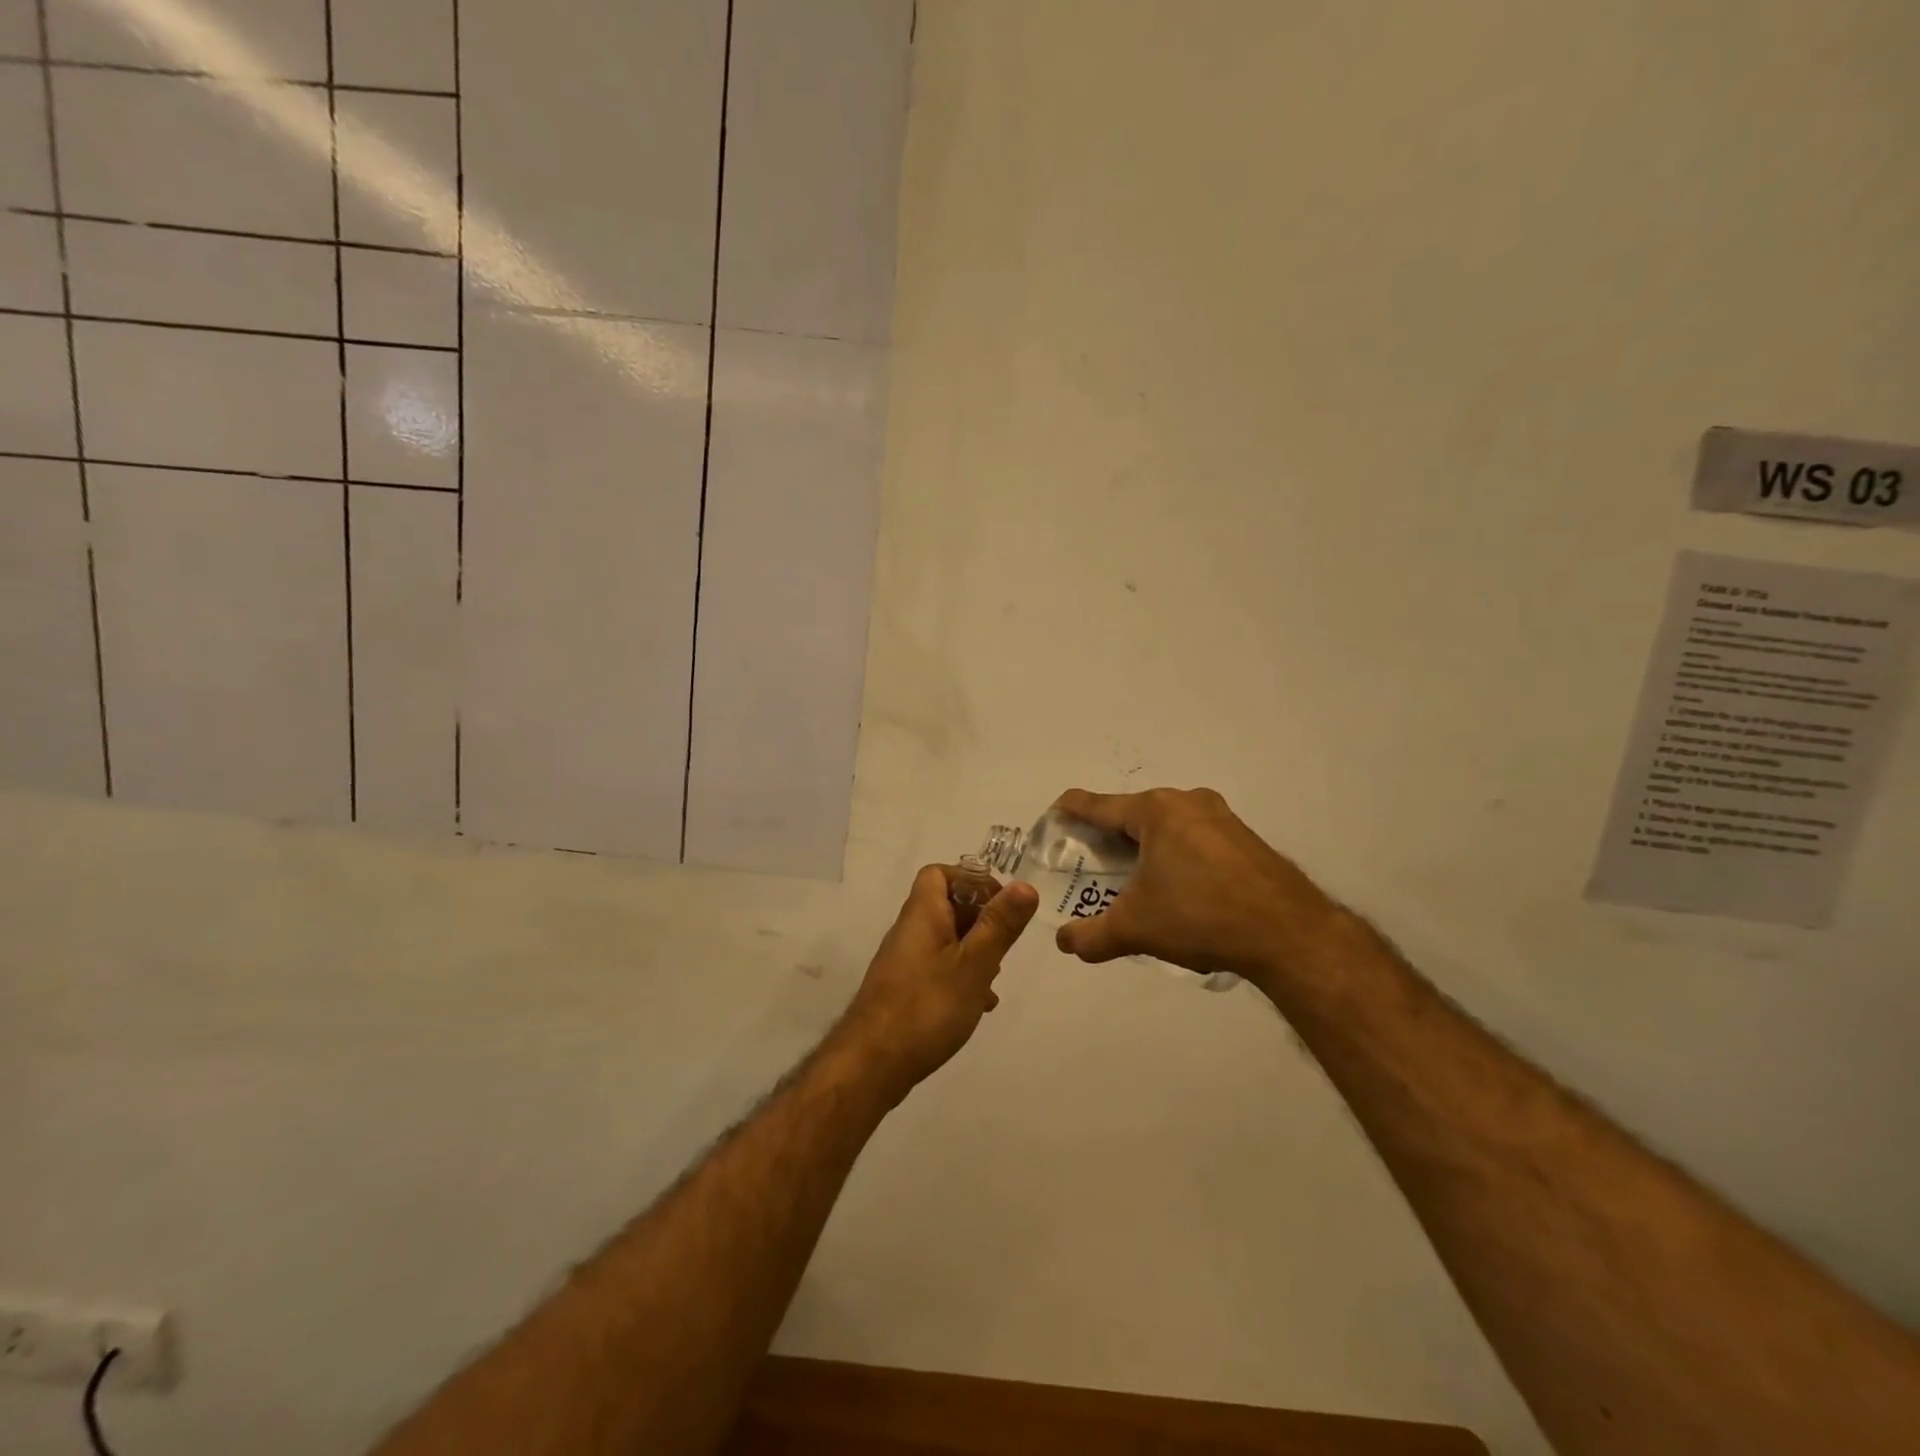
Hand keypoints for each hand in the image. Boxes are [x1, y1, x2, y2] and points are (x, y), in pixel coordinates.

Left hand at [836, 865, 1037, 1098]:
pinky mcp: (904, 990)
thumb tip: (1025, 884)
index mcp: (923, 914)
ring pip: (945, 939)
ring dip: (973, 949)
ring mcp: (904, 962)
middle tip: (1006, 941)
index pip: (939, 874)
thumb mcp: (974, 964)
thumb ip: (1000, 925)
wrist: (872, 1064)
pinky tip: (980, 1003)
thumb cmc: (928, 1006)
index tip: (1001, 903)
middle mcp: (909, 931)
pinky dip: (961, 975)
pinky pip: (938, 968)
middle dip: (980, 917)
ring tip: (996, 974)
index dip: (971, 879)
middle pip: (945, 905)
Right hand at [1051, 788, 1336, 982]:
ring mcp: (1221, 817)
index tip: (1054, 817)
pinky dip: (1176, 854)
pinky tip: (1178, 888)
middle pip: (1133, 814)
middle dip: (1109, 836)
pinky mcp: (1245, 838)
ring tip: (1133, 879)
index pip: (1098, 804)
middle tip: (1091, 865)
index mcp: (1155, 811)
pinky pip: (1195, 837)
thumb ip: (1092, 936)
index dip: (1071, 810)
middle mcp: (1187, 801)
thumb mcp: (1135, 928)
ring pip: (1167, 825)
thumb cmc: (1200, 916)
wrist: (1289, 934)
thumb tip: (1064, 943)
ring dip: (1145, 847)